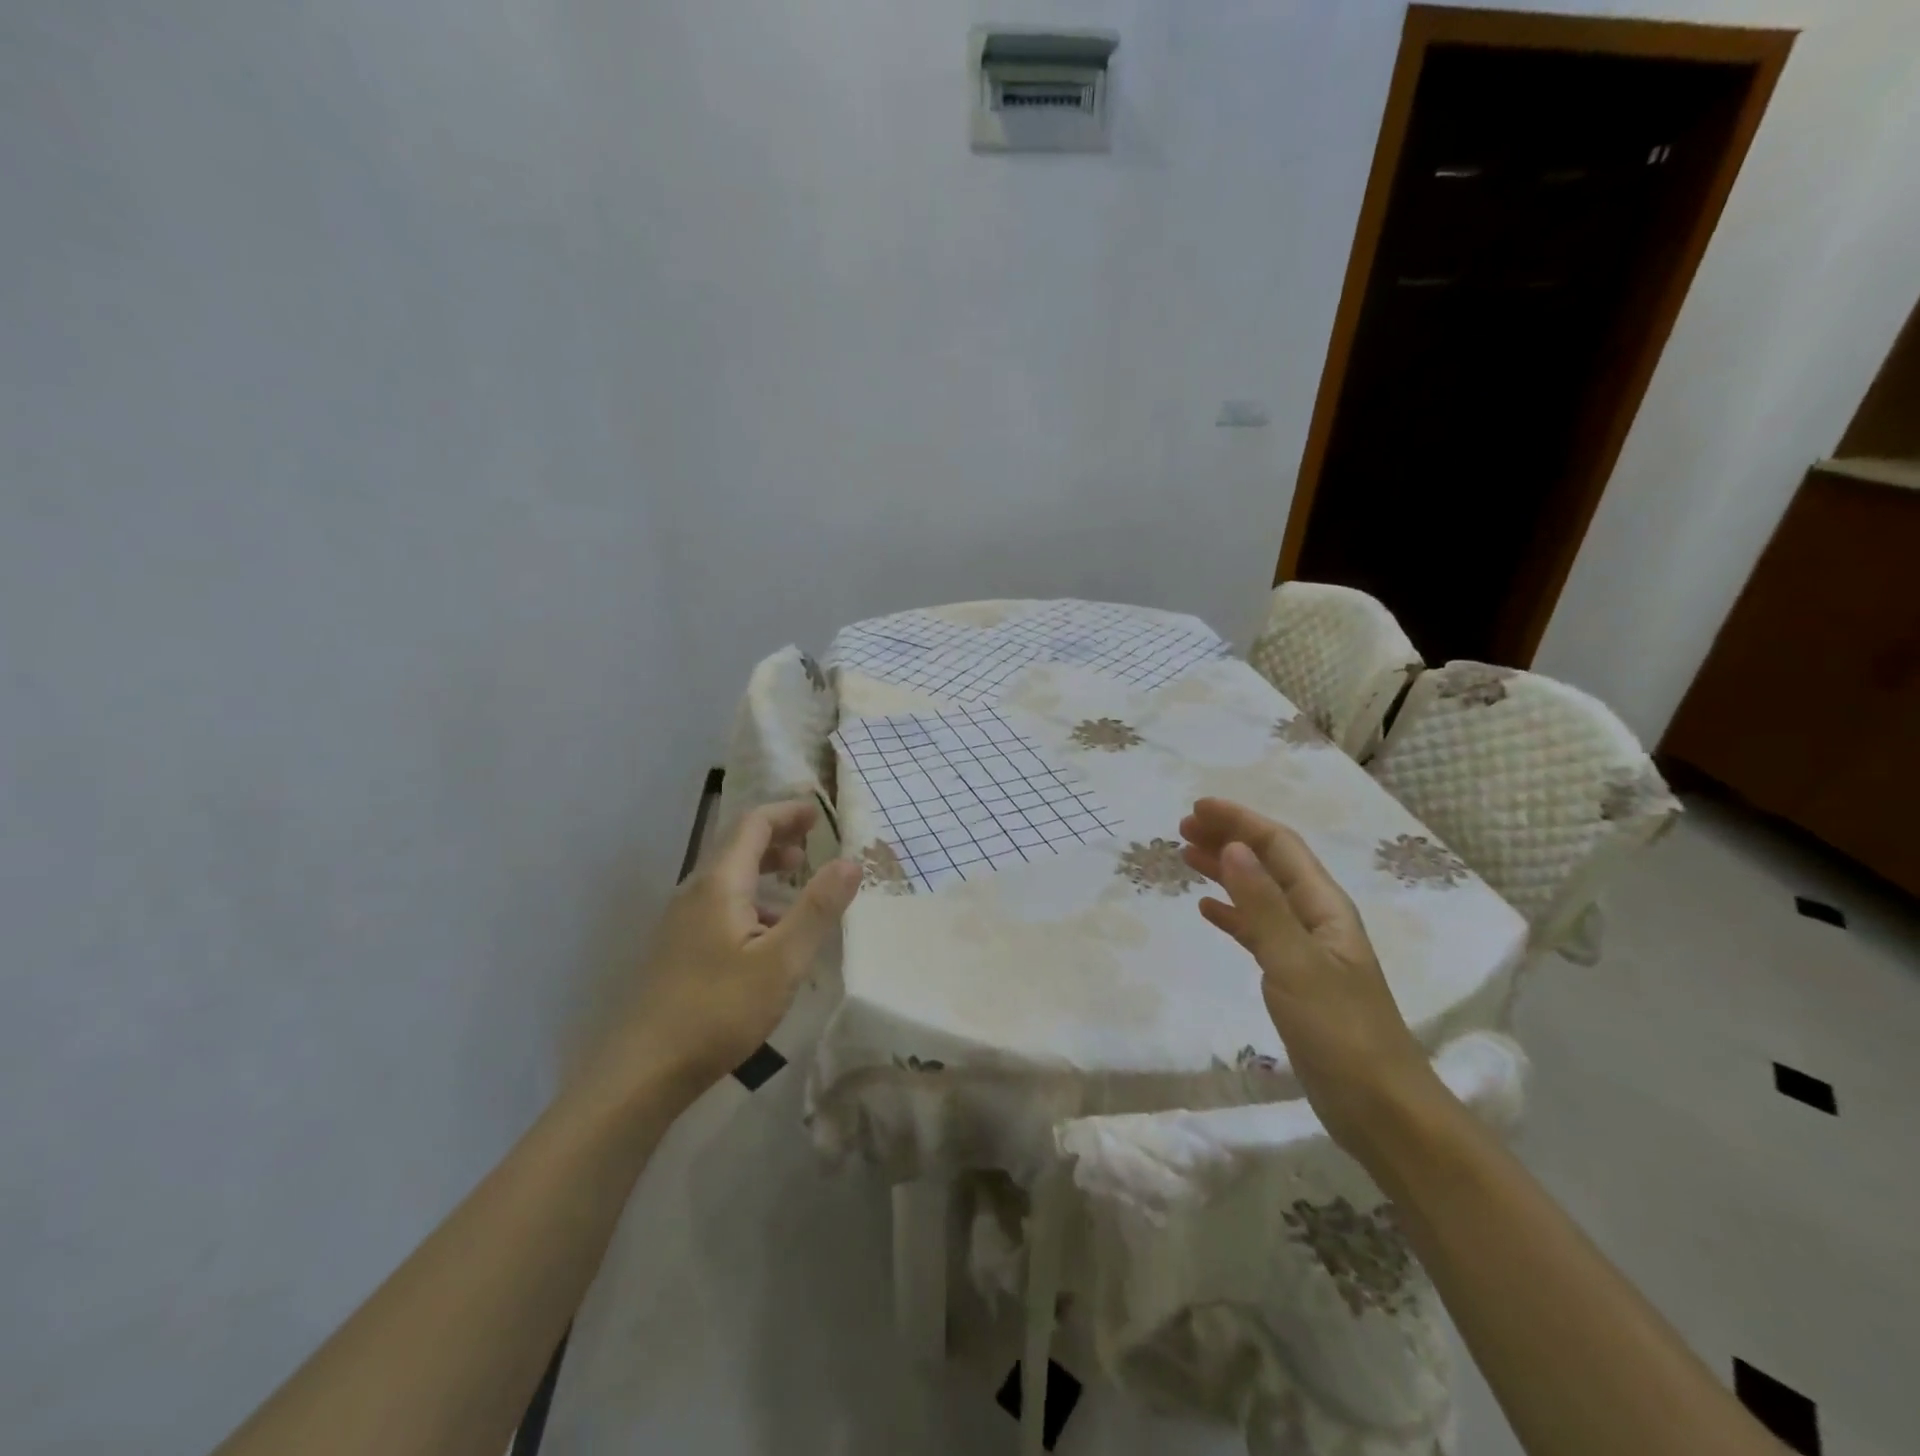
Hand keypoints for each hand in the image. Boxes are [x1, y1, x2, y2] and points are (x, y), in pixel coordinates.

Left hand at [595, 801, 860, 1102]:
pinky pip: (719, 907)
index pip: (753, 825)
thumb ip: (818, 908)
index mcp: (719, 884)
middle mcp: (695, 893)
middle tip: (813, 843)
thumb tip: (851, 861)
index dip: (787, 813)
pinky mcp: (677, 951)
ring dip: (765, 872)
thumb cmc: (718, 1010)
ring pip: (728, 880)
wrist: (642, 1072)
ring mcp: (681, 923)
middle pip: (737, 848)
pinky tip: (769, 937)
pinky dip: (751, 902)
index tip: (817, 812)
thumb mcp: (782, 960)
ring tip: (798, 886)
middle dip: (777, 838)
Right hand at [1179, 797, 1444, 1158]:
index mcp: (1324, 907)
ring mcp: (1305, 949)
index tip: (1196, 809)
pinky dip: (1231, 913)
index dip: (1240, 822)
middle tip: (1182, 830)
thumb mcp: (1296, 963)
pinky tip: (1208, 909)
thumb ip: (1263, 905)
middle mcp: (1316, 918)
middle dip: (1229, 840)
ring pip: (1259, 894)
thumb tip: (1234, 848)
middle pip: (1269, 864)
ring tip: (1186, 858)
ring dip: (1225, 871)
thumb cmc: (1340, 1031)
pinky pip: (1256, 930)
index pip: (1279, 846)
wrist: (1378, 1107)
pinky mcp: (1293, 978)